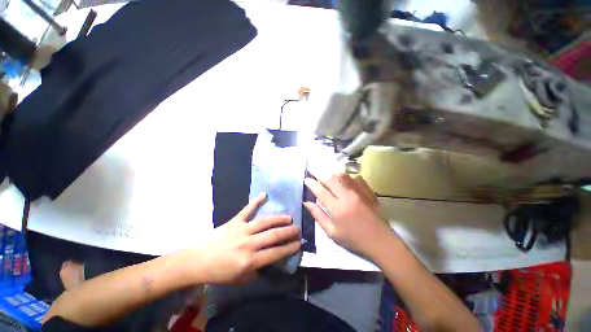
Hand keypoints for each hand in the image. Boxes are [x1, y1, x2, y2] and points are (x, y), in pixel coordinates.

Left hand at [198, 193, 300, 283]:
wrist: (197, 261)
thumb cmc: (219, 272)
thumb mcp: (240, 279)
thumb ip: (258, 270)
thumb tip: (271, 260)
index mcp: (249, 261)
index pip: (275, 253)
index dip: (289, 248)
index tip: (299, 244)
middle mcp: (248, 244)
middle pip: (273, 235)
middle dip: (288, 232)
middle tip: (297, 229)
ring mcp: (241, 230)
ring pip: (264, 222)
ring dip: (279, 219)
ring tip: (289, 217)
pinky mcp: (235, 221)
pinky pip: (247, 209)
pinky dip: (256, 201)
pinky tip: (264, 194)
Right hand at [304, 173, 395, 258]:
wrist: (380, 242)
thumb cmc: (354, 240)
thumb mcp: (332, 232)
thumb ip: (318, 216)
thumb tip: (307, 202)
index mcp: (337, 208)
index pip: (320, 191)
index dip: (311, 183)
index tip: (306, 179)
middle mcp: (347, 197)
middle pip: (331, 180)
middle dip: (319, 173)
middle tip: (312, 168)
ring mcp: (359, 193)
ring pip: (344, 176)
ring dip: (333, 172)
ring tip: (327, 170)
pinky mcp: (368, 192)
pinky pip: (357, 179)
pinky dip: (349, 176)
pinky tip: (346, 177)